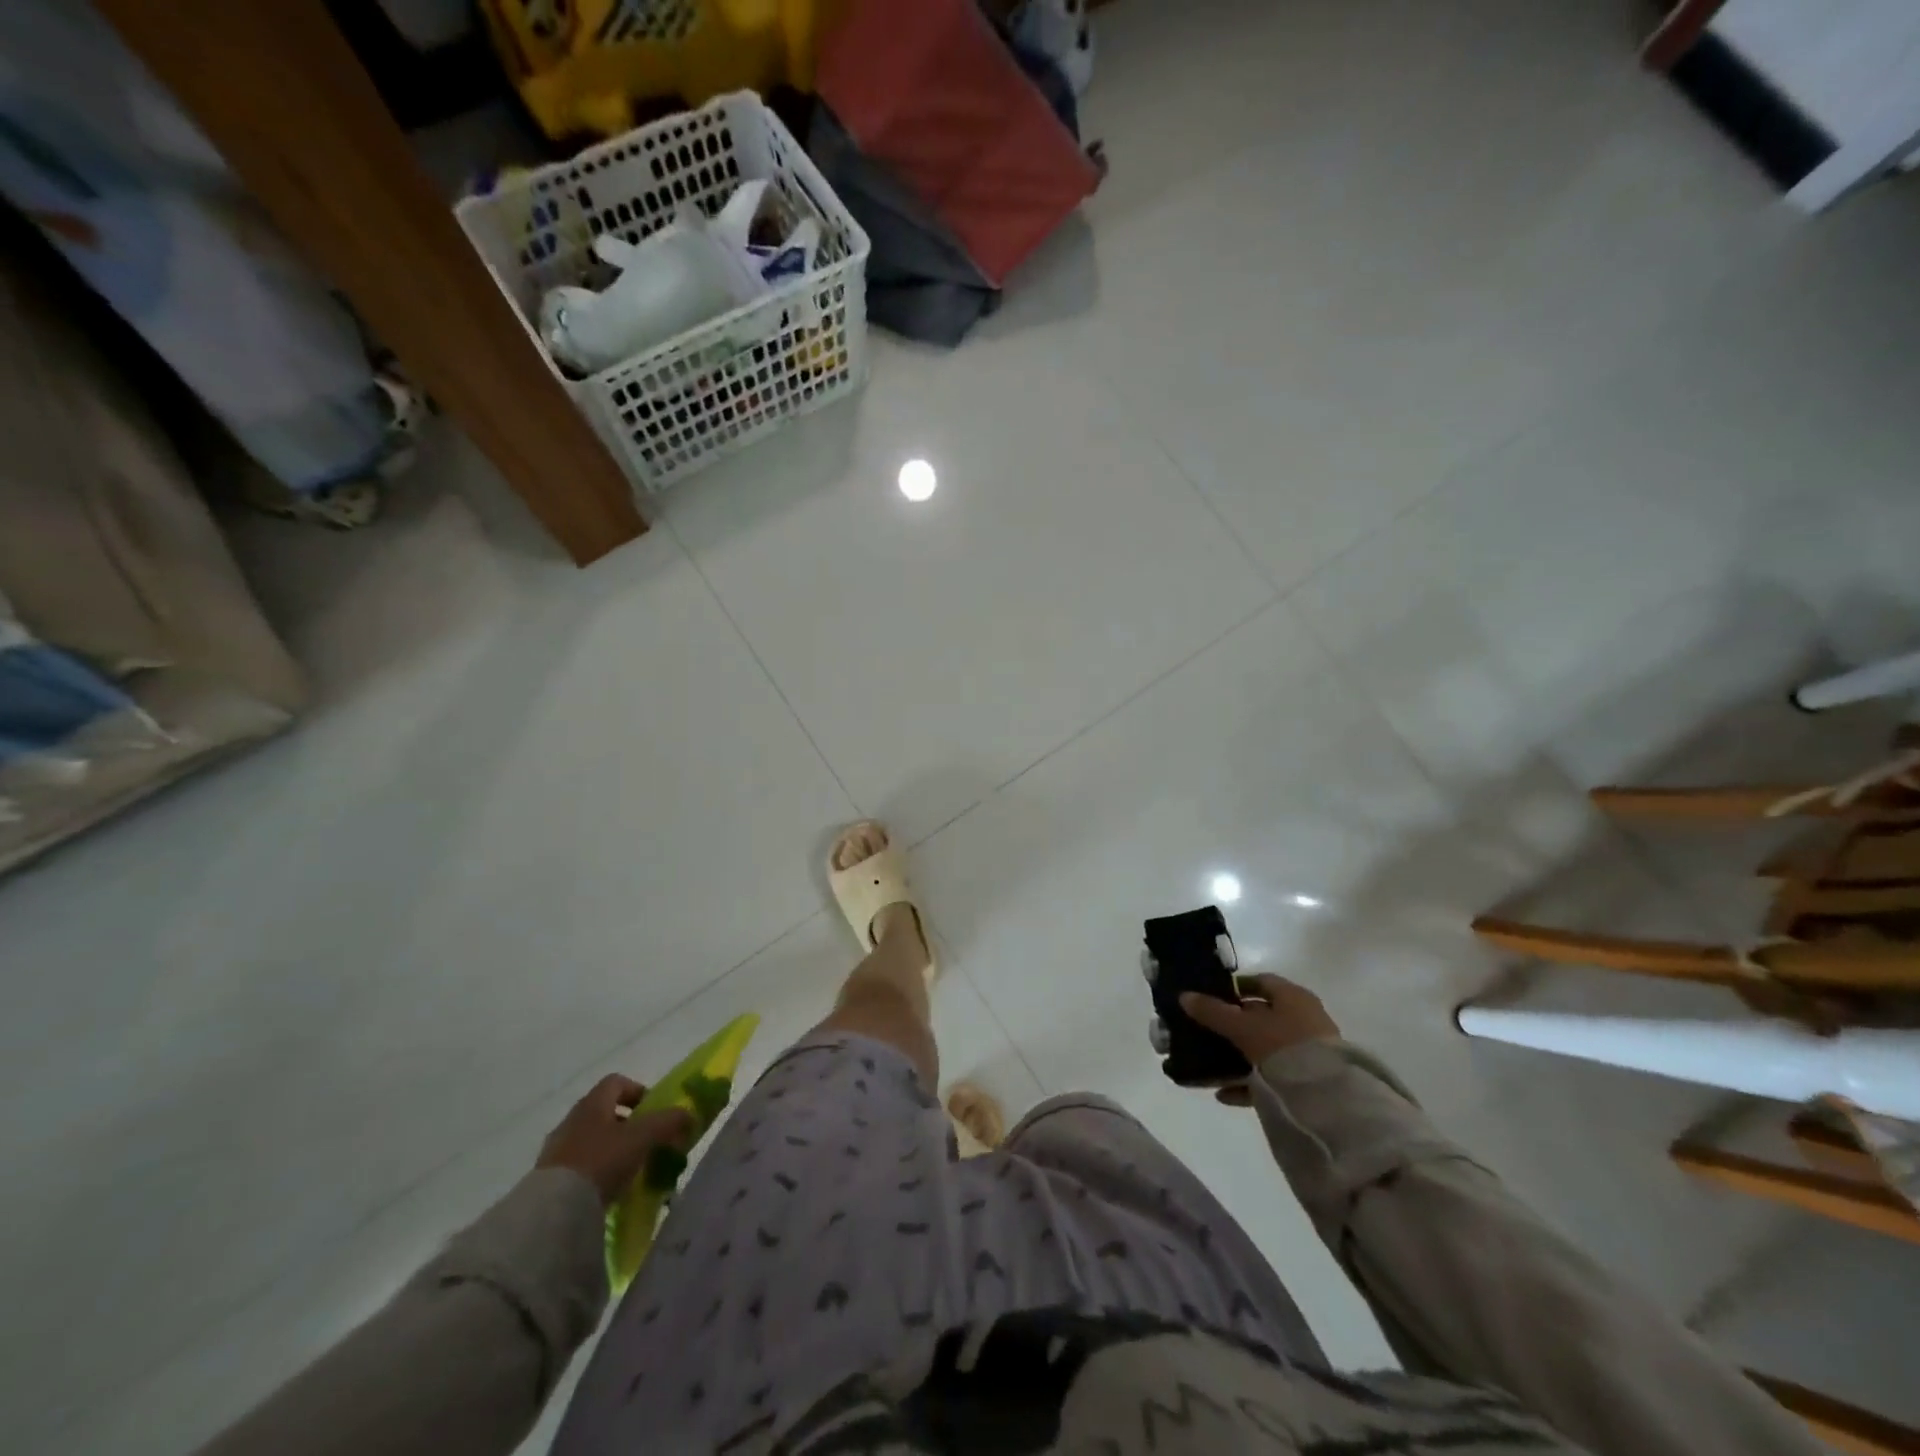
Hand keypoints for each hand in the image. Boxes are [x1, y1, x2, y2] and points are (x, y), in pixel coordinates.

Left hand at [536, 1074, 693, 1206]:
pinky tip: (609, 1191)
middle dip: (627, 1125)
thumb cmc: (601, 1160)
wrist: (553, 1212)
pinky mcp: (547, 1181)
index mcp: (592, 1103)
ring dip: (611, 1150)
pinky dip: (596, 1173)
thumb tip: (689, 1114)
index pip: (616, 1082)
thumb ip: (669, 1121)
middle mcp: (571, 1121)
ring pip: (591, 1141)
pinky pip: (578, 1168)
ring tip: (630, 1171)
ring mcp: (555, 1151)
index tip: (653, 1110)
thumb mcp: (644, 1137)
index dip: (637, 1091)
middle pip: (603, 1113)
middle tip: (646, 1142)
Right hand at [1180, 975, 1338, 1104]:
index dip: (1236, 987)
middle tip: (1207, 1030)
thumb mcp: (1242, 1027)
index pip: (1261, 982)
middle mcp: (1304, 1019)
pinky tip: (1224, 1094)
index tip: (1212, 996)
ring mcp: (1309, 1051)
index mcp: (1293, 997)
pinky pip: (1272, 1077)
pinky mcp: (1309, 1081)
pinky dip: (1248, 1083)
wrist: (1327, 1098)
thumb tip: (1184, 996)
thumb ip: (1213, 1012)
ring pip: (1265, 1048)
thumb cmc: (1283, 1045)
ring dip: (1239, 1056)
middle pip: (1262, 1017)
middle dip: (1233, 1024)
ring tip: (1211, 1065)